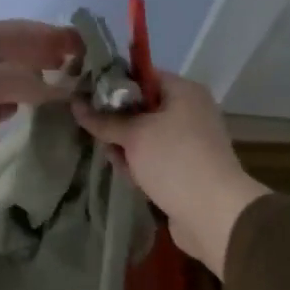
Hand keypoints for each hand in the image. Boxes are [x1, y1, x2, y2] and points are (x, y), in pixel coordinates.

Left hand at [0, 20, 80, 218]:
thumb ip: (23, 81)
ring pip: (1, 83)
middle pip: (9, 55)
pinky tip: (27, 112)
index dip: (49, 35)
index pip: (14, 31)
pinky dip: (10, 107)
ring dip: (29, 85)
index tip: (84, 46)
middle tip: (81, 71)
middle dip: (42, 59)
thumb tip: (63, 89)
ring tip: (62, 92)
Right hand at [73, 72, 266, 275]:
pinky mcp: (184, 169)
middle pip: (142, 108)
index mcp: (184, 91)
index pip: (142, 76)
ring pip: (145, 137)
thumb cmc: (174, 161)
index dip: (113, 84)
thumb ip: (104, 120)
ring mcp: (189, 142)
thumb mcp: (134, 136)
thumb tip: (75, 104)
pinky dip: (139, 165)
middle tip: (92, 130)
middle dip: (116, 121)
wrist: (213, 213)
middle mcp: (189, 112)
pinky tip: (126, 175)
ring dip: (125, 147)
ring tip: (110, 157)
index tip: (85, 95)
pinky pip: (154, 159)